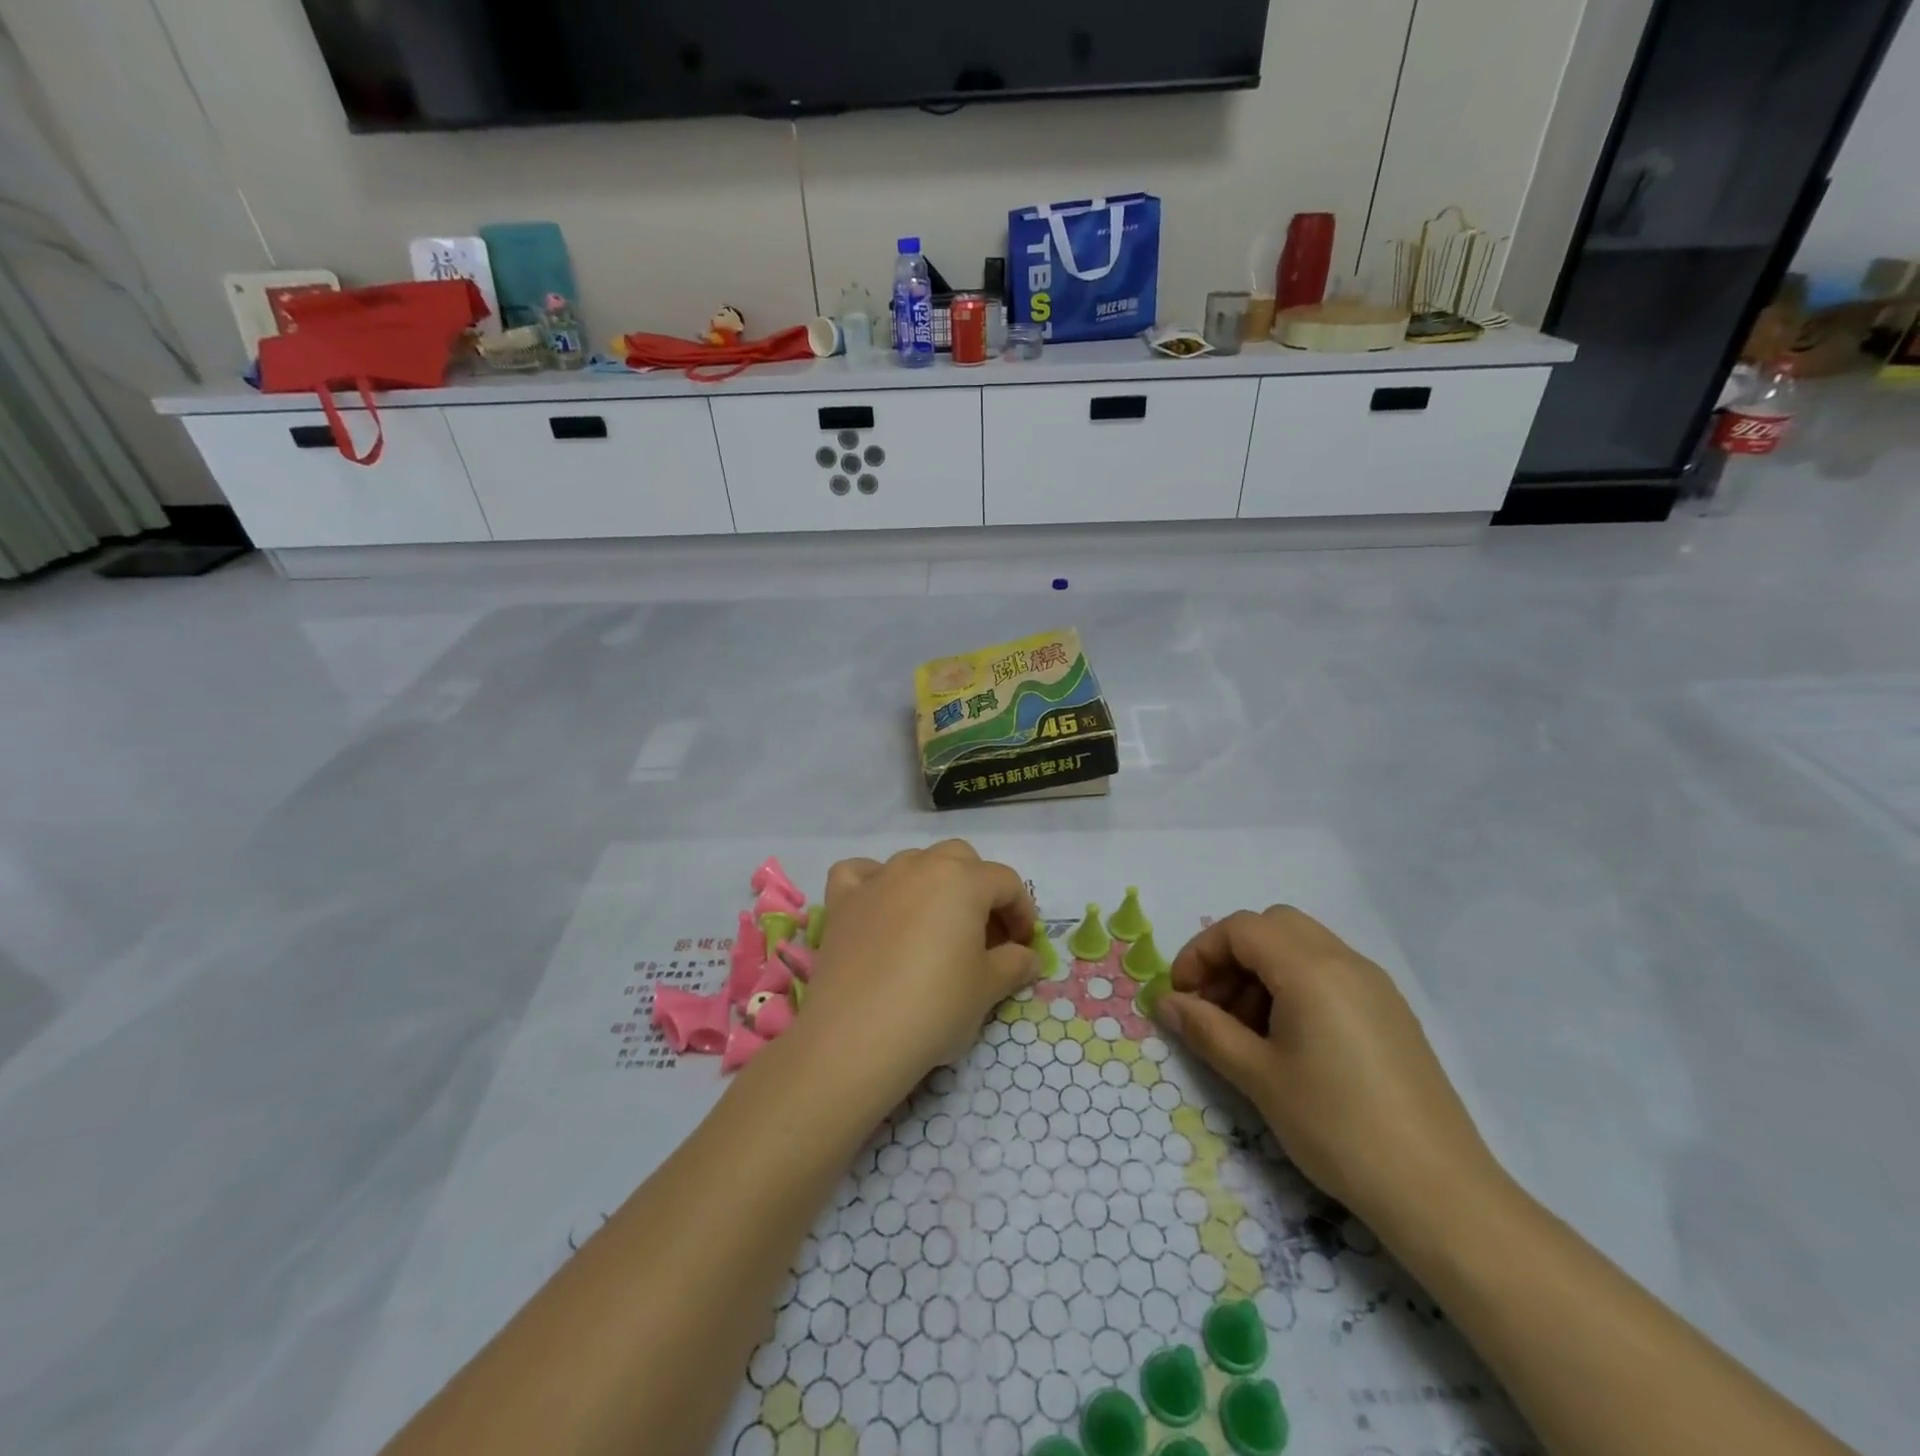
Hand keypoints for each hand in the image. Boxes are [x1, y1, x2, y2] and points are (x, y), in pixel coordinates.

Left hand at [797, 841, 1039, 1105]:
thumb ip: (1014, 964)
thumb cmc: (934, 1007)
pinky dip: (874, 881)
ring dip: (933, 884)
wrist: (856, 1038)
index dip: (1022, 911)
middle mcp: (919, 866)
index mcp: (963, 880)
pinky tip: (881, 906)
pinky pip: (860, 873)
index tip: (1024, 945)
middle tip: (984, 934)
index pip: (1006, 882)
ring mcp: (876, 880)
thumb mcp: (987, 989)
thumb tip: (1029, 957)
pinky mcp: (842, 901)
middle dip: (979, 888)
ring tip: (936, 926)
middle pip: (960, 859)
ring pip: (914, 861)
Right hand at [1154, 906, 1502, 1236]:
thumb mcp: (1258, 1076)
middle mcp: (1346, 961)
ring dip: (1262, 972)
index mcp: (1311, 969)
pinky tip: (1288, 1042)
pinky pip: (1330, 974)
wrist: (1439, 1191)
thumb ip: (1205, 1030)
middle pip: (1273, 927)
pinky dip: (1294, 987)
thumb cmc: (1336, 1126)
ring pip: (1302, 948)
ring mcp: (1374, 986)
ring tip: (1246, 1031)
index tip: (1181, 995)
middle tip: (1212, 1005)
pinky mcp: (1391, 1013)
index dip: (1200, 953)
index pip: (1241, 929)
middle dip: (1232, 956)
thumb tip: (1165, 1002)